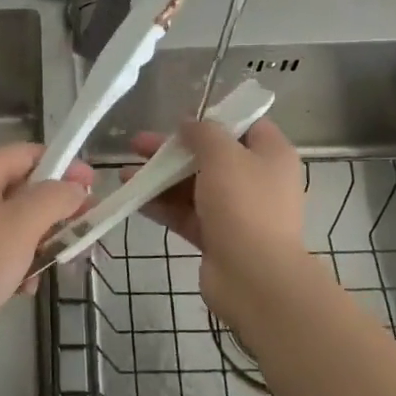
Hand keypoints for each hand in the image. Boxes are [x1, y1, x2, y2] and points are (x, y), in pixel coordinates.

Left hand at [0, 143, 90, 369]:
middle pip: (25, 189)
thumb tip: (76, 188)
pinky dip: (22, 265)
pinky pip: (6, 251)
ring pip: (19, 224)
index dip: (63, 165)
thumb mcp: (22, 224)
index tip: (93, 187)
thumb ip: (55, 198)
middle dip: (56, 210)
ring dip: (42, 242)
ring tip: (59, 263)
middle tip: (86, 229)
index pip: (28, 154)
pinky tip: (26, 287)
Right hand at [130, 118, 309, 324]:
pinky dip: (162, 205)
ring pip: (193, 186)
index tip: (181, 119)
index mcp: (271, 155)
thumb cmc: (244, 205)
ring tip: (124, 174)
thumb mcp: (223, 155)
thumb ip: (204, 132)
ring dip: (160, 178)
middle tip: (137, 145)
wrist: (254, 277)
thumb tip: (190, 124)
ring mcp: (237, 211)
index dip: (214, 118)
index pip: (245, 126)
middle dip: (172, 150)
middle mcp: (257, 180)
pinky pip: (186, 214)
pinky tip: (133, 199)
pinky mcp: (218, 238)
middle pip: (210, 156)